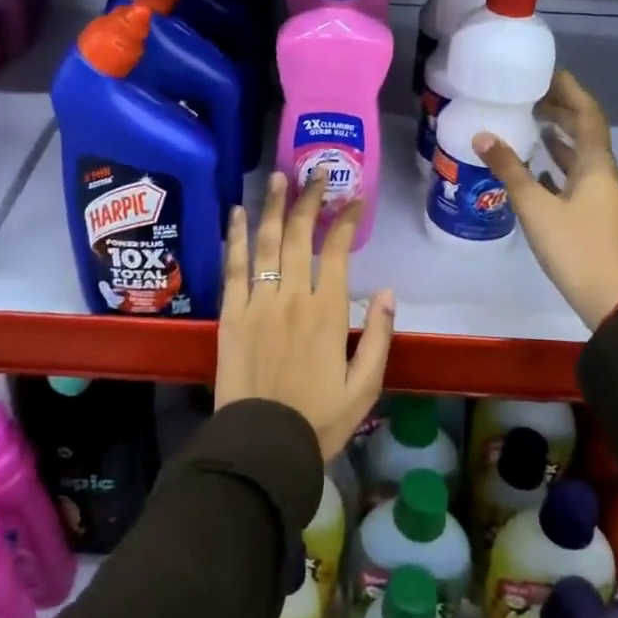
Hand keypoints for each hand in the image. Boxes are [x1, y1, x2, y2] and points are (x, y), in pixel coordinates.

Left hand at [216, 170, 395, 461]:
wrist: (262, 445)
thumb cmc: (318, 419)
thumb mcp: (365, 386)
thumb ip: (378, 336)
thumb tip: (387, 291)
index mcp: (327, 313)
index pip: (338, 251)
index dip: (347, 219)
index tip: (354, 198)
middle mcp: (292, 297)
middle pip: (301, 236)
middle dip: (311, 199)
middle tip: (318, 172)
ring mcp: (258, 302)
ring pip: (267, 242)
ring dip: (275, 206)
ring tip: (281, 177)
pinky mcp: (230, 313)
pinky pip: (233, 266)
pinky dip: (236, 237)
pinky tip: (238, 212)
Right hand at [473, 70, 617, 331]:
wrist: (612, 299)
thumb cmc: (575, 248)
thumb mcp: (536, 207)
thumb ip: (510, 170)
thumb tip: (483, 136)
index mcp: (596, 165)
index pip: (587, 114)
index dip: (570, 91)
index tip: (547, 73)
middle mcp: (604, 174)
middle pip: (586, 132)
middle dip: (562, 110)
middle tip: (530, 95)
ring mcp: (602, 196)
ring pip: (581, 156)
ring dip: (560, 137)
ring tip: (531, 123)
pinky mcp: (595, 215)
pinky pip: (577, 177)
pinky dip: (558, 165)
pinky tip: (538, 169)